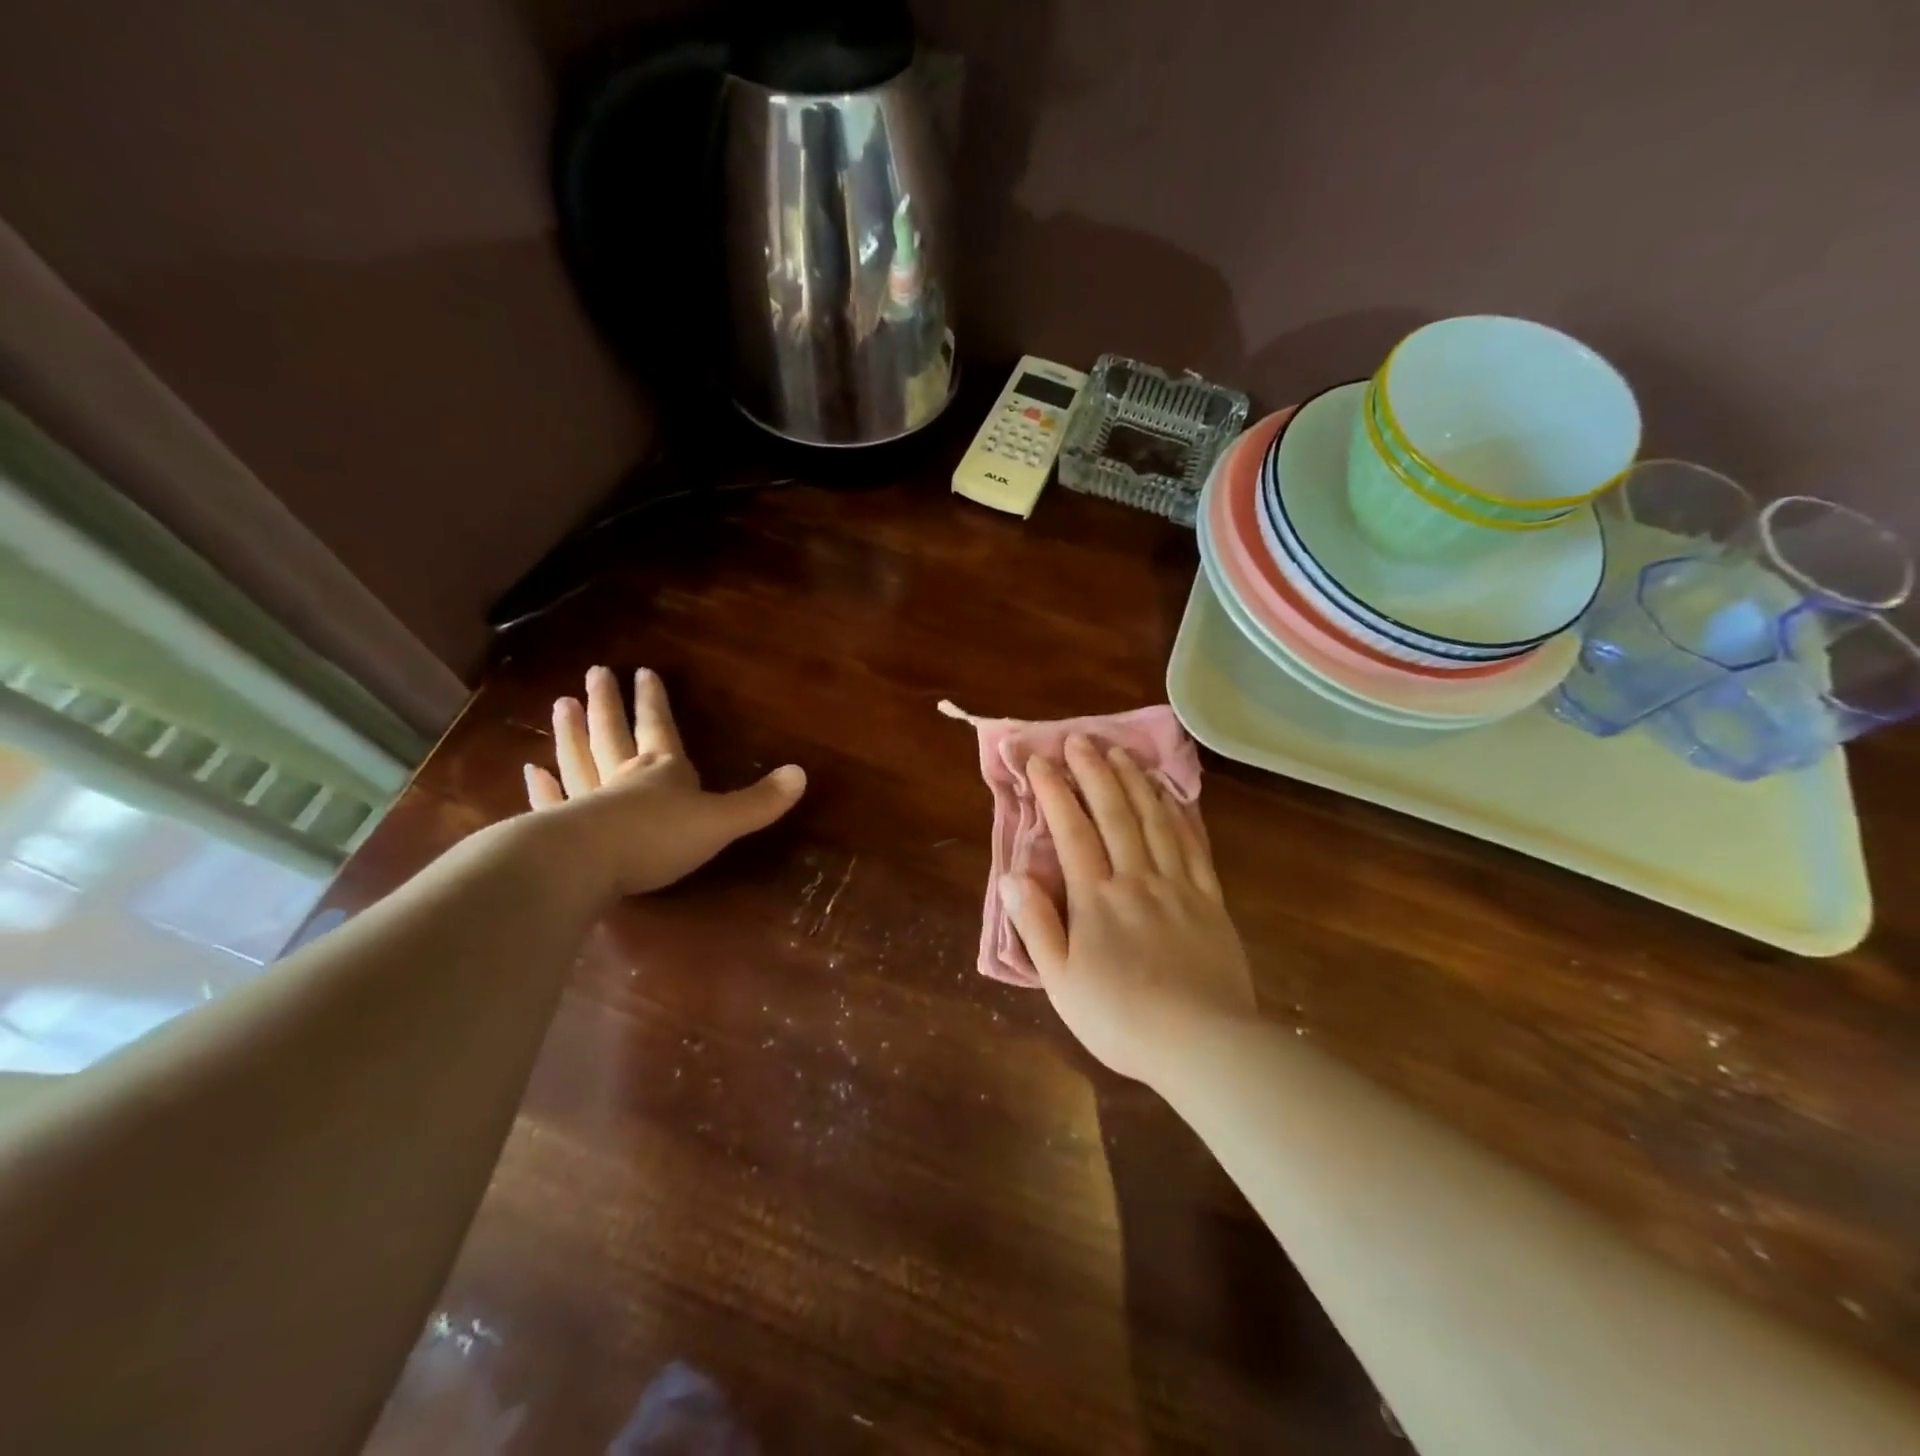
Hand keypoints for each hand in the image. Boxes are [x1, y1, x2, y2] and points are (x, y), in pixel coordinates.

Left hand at [523, 666, 805, 897]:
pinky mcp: (561, 828)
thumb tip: (802, 774)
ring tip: (561, 705)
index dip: (654, 702)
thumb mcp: (721, 821)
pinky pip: (554, 801)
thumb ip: (759, 801)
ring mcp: (587, 801)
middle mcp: (623, 777)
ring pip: (580, 759)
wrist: (589, 865)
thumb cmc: (659, 837)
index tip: (642, 671)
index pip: (659, 727)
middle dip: (608, 704)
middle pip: (614, 733)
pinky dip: (544, 786)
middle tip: (594, 672)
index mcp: (663, 771)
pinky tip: (532, 771)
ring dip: (571, 733)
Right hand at [1003, 735, 1255, 1086]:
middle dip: (1094, 772)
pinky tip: (1169, 796)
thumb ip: (1036, 924)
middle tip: (1080, 739)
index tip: (1040, 760)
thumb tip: (1014, 875)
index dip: (1055, 791)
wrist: (1202, 1044)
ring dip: (1134, 782)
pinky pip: (1192, 845)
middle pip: (1114, 813)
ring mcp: (1177, 886)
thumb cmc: (1120, 1018)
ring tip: (1120, 753)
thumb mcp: (1061, 981)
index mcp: (1096, 898)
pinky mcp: (1209, 899)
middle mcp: (1136, 879)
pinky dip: (1178, 813)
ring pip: (1154, 820)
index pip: (1072, 830)